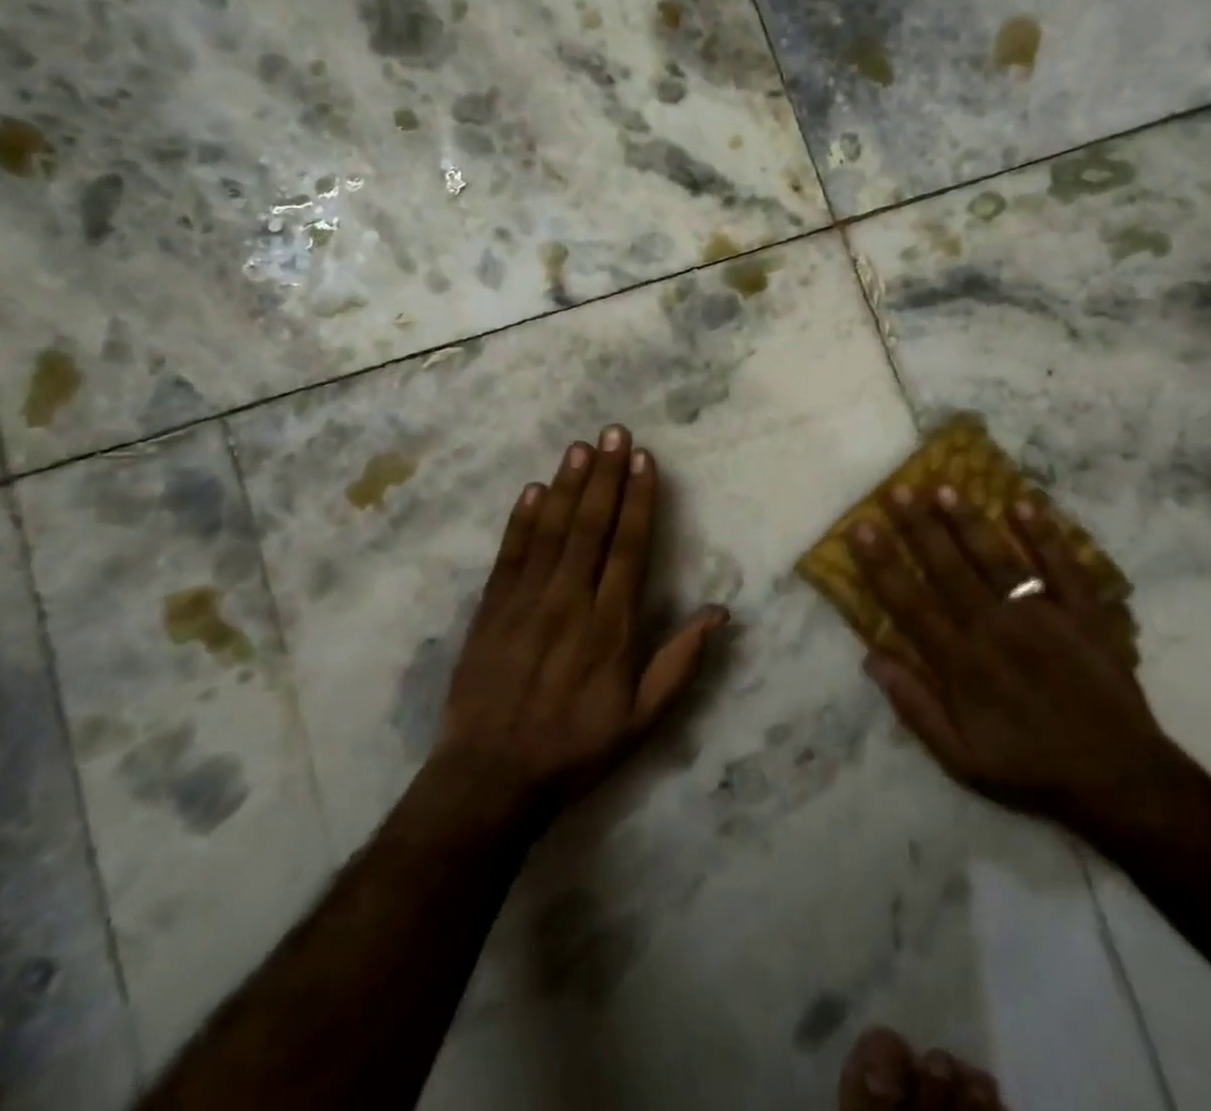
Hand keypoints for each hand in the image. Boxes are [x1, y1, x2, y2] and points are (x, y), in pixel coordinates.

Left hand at [433, 426, 725, 818]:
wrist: (490, 778)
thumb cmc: (575, 748)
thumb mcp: (642, 719)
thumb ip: (680, 663)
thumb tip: (720, 612)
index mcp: (610, 626)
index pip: (629, 547)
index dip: (639, 500)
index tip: (644, 461)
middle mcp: (569, 601)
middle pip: (591, 526)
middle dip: (605, 475)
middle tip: (614, 432)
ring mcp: (526, 602)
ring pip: (551, 531)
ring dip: (567, 485)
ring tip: (580, 446)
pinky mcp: (491, 609)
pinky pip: (510, 554)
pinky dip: (522, 520)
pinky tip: (533, 490)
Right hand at [849, 484, 1175, 839]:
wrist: (1118, 779)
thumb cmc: (1030, 767)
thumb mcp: (960, 758)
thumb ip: (914, 706)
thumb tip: (871, 657)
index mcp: (962, 662)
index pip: (911, 602)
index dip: (883, 563)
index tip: (862, 526)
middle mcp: (996, 628)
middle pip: (949, 569)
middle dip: (919, 527)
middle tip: (897, 489)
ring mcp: (1043, 616)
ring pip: (997, 559)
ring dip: (969, 522)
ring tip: (943, 487)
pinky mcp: (1085, 614)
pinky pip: (1063, 567)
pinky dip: (1045, 535)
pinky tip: (1023, 503)